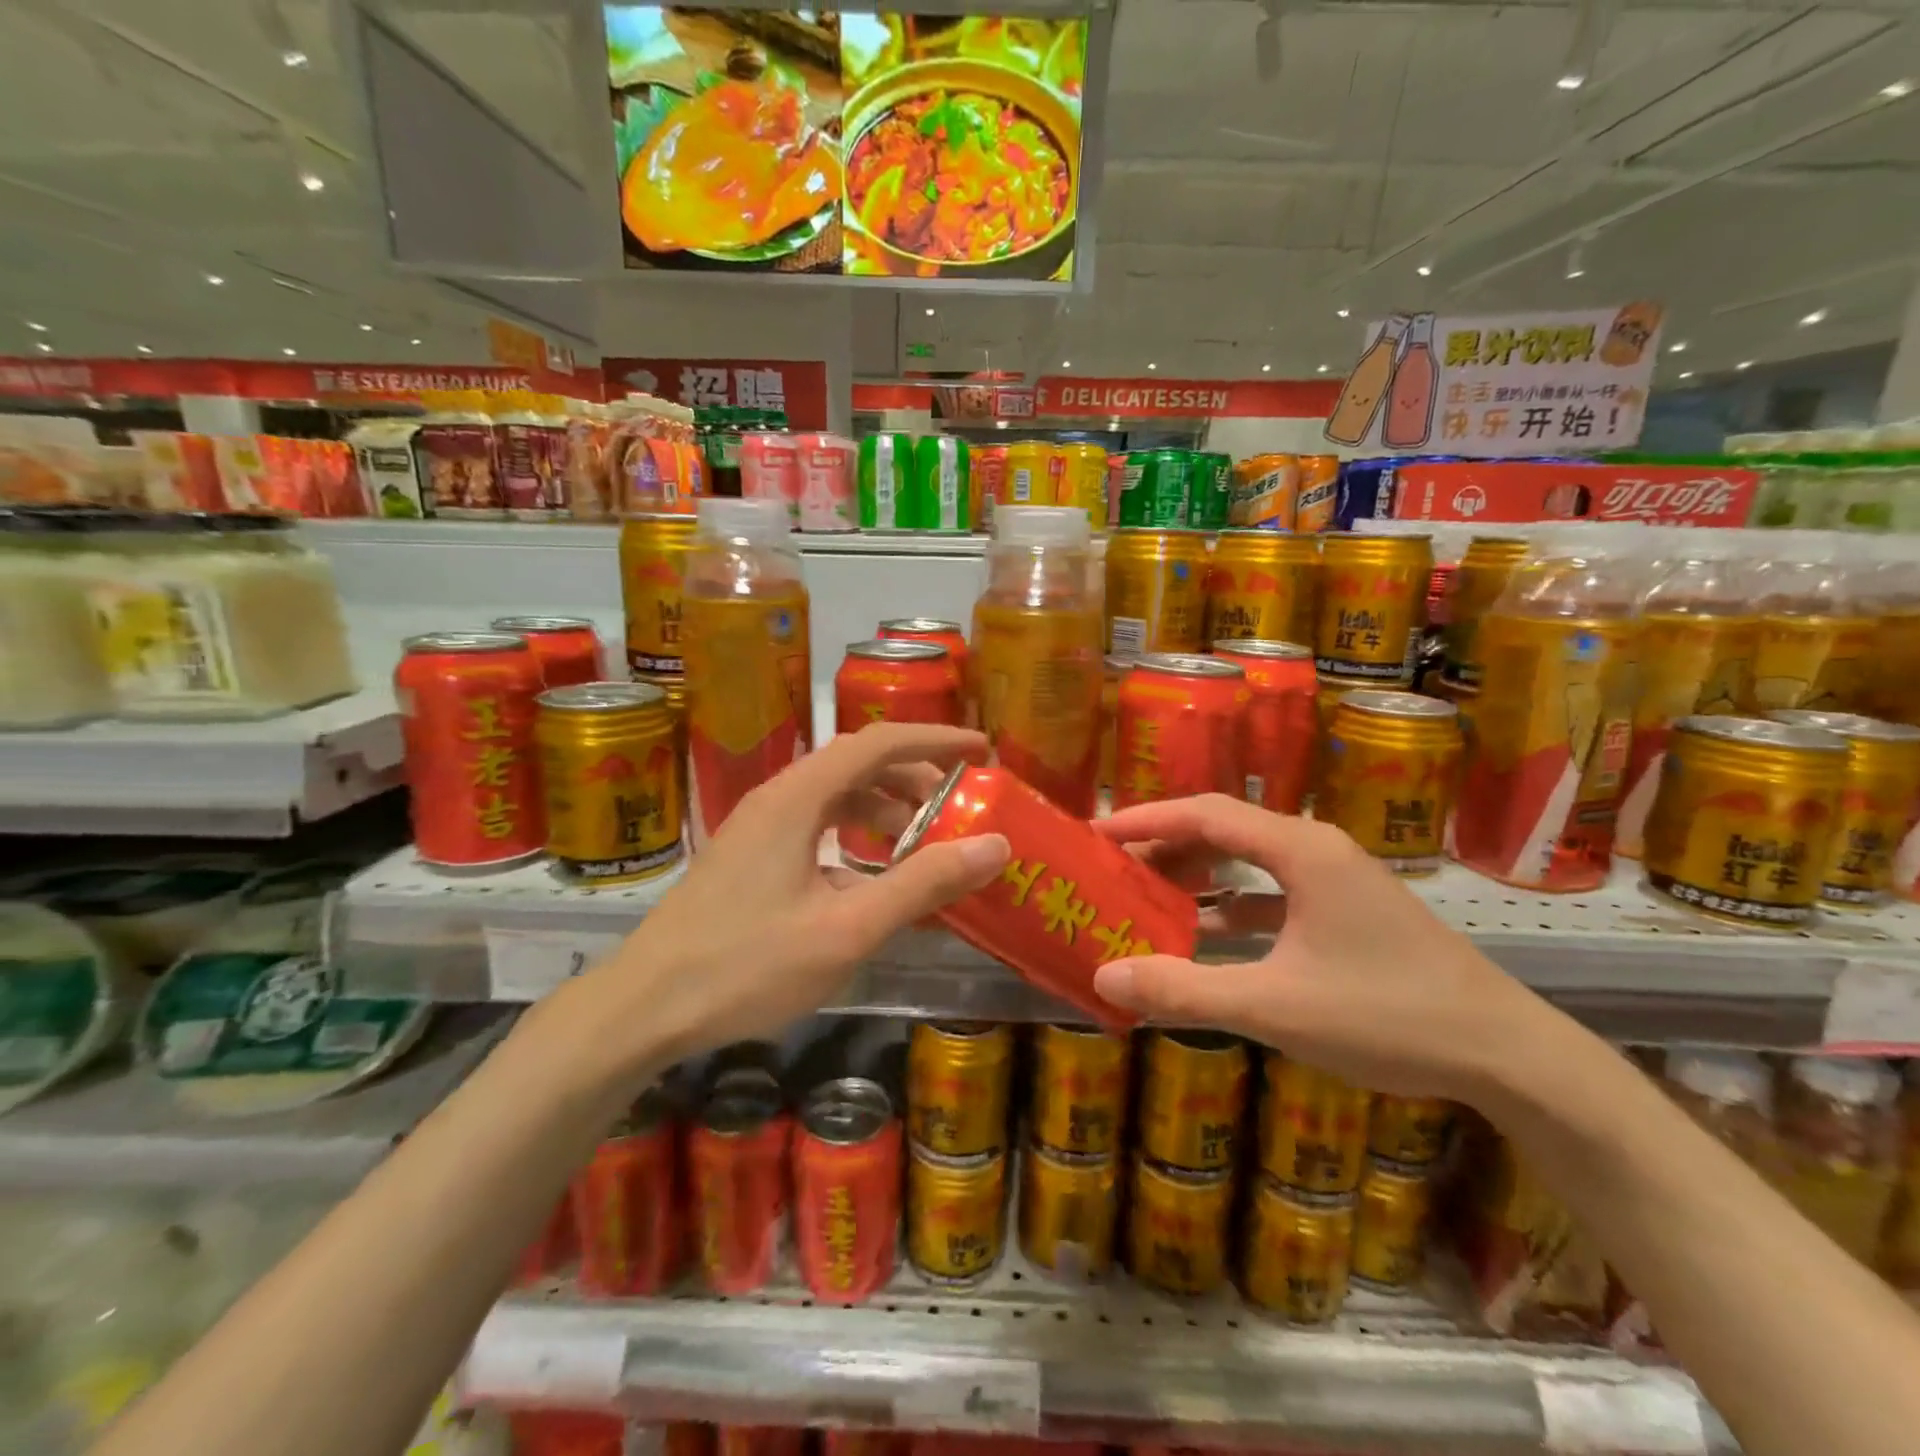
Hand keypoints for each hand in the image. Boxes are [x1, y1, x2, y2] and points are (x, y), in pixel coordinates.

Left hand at [577, 723, 1008, 1069]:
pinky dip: (855, 833)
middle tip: (958, 808)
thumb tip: (995, 844)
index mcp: (799, 798)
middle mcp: (778, 797)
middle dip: (915, 777)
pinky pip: (816, 823)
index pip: (879, 741)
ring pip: (836, 793)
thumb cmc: (747, 965)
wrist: (643, 1007)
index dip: (935, 739)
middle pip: (858, 763)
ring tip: (922, 842)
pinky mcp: (749, 855)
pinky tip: (870, 875)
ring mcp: (758, 826)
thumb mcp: (847, 929)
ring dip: (885, 806)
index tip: (981, 752)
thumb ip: (922, 884)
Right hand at [1091, 794, 1549, 1101]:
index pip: (1203, 813)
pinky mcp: (1348, 910)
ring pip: (1248, 860)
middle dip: (1165, 846)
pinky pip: (1272, 891)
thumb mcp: (1274, 1006)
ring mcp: (1336, 879)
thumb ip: (1185, 990)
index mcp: (1299, 850)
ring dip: (1197, 875)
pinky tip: (1206, 934)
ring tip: (1148, 896)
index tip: (1096, 834)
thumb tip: (1104, 977)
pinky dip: (1232, 904)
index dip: (1144, 819)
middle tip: (1114, 870)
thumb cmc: (1388, 1016)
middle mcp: (1316, 849)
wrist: (1509, 1056)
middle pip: (1222, 829)